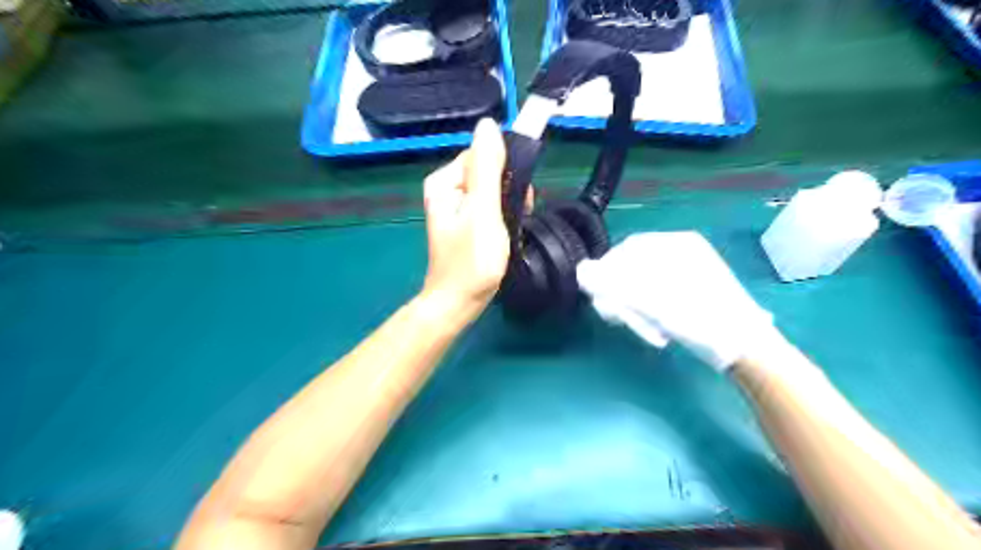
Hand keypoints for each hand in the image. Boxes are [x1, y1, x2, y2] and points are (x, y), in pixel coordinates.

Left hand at [422, 116, 509, 320]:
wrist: (459, 302)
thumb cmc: (472, 260)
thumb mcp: (483, 211)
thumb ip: (487, 168)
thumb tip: (488, 125)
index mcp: (444, 181)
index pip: (481, 155)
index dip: (505, 172)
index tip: (517, 198)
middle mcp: (446, 190)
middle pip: (487, 172)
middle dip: (507, 191)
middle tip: (515, 216)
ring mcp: (455, 208)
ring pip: (492, 190)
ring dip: (508, 205)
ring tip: (511, 228)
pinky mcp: (465, 223)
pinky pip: (489, 206)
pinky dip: (502, 216)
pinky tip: (505, 233)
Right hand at [577, 231, 773, 372]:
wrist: (747, 350)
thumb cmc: (700, 321)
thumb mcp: (652, 302)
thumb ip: (613, 284)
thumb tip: (581, 271)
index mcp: (677, 244)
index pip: (627, 250)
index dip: (607, 273)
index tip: (599, 299)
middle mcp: (684, 252)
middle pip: (635, 267)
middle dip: (622, 295)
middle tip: (618, 318)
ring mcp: (690, 271)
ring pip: (645, 283)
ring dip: (636, 308)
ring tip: (645, 329)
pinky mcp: (693, 290)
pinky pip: (659, 294)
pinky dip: (651, 311)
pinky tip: (658, 328)